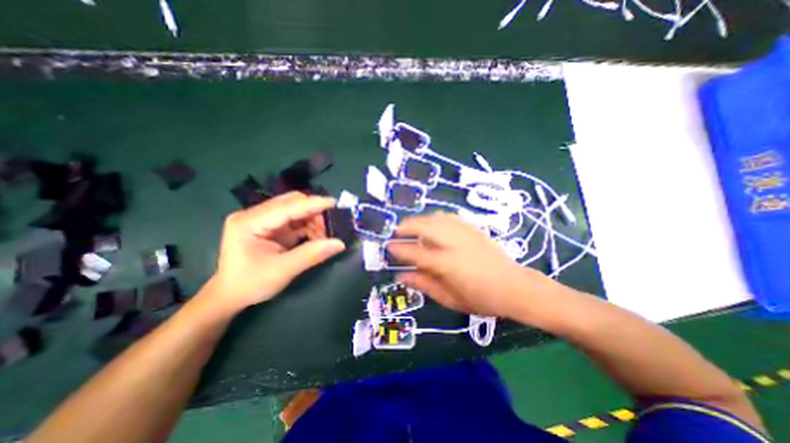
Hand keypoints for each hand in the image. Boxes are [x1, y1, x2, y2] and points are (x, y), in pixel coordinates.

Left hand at [206, 192, 345, 313]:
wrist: (230, 297)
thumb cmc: (250, 284)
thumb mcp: (283, 270)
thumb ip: (312, 254)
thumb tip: (339, 243)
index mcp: (249, 222)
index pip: (286, 207)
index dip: (312, 204)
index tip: (334, 203)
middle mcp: (254, 215)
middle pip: (291, 203)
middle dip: (313, 212)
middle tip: (331, 226)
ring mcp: (262, 219)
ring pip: (295, 210)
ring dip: (313, 220)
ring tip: (324, 236)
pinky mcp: (269, 226)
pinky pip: (294, 220)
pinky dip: (308, 226)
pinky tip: (316, 237)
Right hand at [387, 210, 553, 317]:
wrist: (514, 287)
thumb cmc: (481, 299)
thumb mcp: (450, 299)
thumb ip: (424, 284)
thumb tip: (402, 275)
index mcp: (447, 265)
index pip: (416, 253)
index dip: (400, 249)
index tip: (389, 246)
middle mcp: (454, 244)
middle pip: (425, 227)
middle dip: (407, 226)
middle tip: (396, 231)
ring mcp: (465, 234)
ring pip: (437, 219)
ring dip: (420, 220)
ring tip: (412, 226)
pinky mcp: (474, 229)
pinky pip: (450, 217)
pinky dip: (437, 218)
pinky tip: (433, 223)